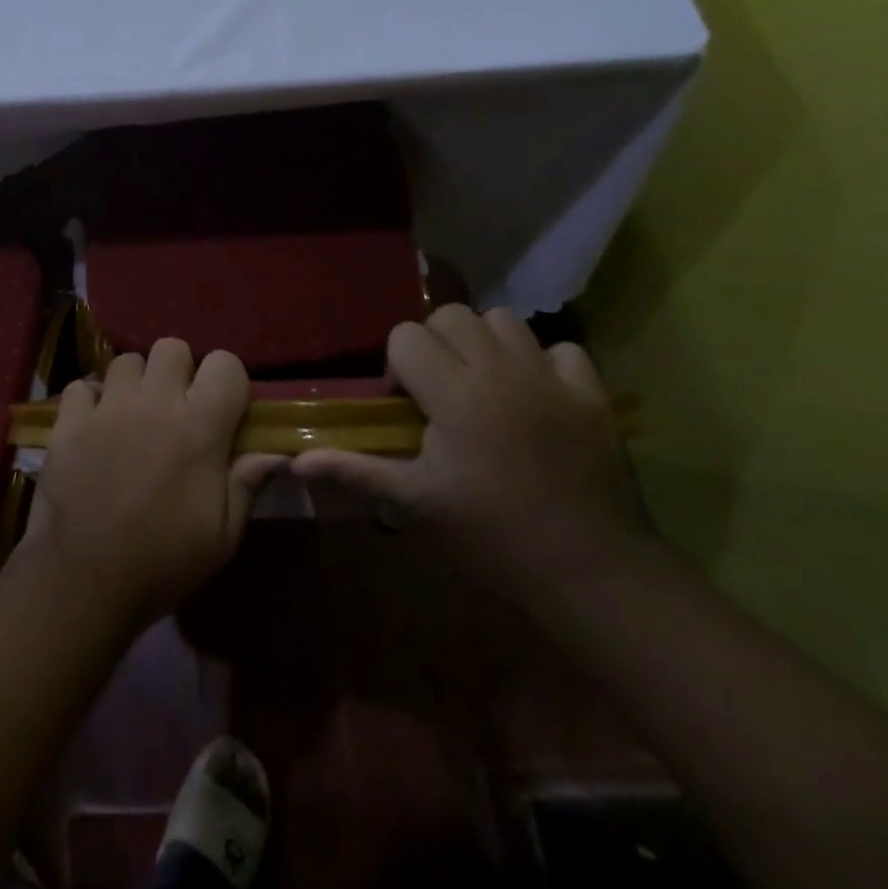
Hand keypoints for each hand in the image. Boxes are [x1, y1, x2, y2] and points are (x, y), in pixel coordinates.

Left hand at [21, 339, 283, 628]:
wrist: (85, 578)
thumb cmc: (163, 561)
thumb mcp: (223, 535)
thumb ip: (247, 483)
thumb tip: (275, 452)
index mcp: (199, 427)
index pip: (225, 363)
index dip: (227, 380)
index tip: (222, 408)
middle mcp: (154, 403)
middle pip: (171, 347)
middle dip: (178, 370)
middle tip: (175, 406)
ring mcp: (108, 407)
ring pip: (126, 360)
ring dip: (135, 382)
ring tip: (133, 414)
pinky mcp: (70, 420)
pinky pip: (82, 385)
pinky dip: (90, 399)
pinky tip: (94, 425)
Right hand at [295, 306, 650, 610]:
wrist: (591, 573)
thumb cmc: (492, 538)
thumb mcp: (417, 504)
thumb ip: (356, 470)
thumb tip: (295, 462)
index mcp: (455, 395)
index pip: (406, 337)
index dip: (397, 366)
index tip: (406, 406)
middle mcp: (501, 372)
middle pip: (451, 315)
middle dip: (435, 342)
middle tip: (440, 390)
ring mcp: (551, 379)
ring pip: (504, 319)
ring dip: (484, 342)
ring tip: (483, 383)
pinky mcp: (591, 395)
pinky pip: (561, 349)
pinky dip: (543, 362)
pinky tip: (535, 395)